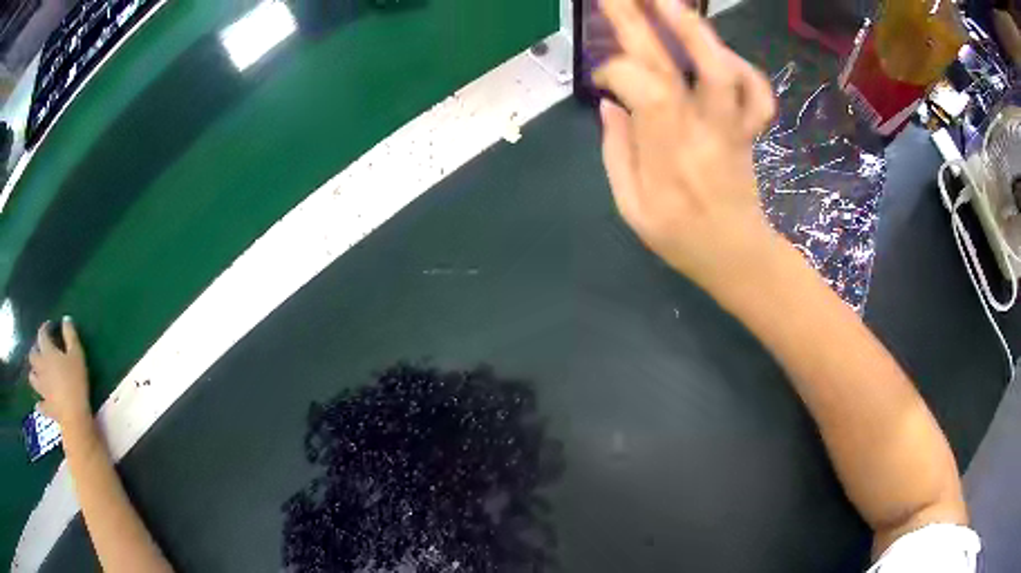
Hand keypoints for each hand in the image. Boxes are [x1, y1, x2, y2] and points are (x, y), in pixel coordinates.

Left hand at [28, 318, 91, 427]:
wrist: (74, 416)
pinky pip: (40, 405)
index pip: (42, 334)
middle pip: (32, 355)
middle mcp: (41, 367)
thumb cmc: (75, 381)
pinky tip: (41, 403)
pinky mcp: (46, 406)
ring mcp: (42, 389)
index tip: (50, 326)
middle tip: (41, 351)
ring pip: (32, 378)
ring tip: (38, 374)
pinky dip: (39, 403)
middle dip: (35, 350)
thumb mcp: (77, 354)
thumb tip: (65, 319)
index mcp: (47, 352)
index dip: (45, 328)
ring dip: (34, 374)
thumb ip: (70, 335)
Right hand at [594, 0, 779, 292]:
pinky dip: (745, 68)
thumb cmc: (681, 239)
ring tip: (669, 1)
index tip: (600, 76)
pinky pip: (757, 94)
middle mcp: (700, 133)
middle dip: (640, 21)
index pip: (640, 90)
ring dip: (696, 31)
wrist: (738, 256)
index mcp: (665, 156)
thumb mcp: (631, 208)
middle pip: (672, 66)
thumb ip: (617, 151)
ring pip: (721, 72)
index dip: (615, 70)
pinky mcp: (750, 129)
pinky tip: (721, 53)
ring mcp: (731, 128)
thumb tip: (608, 101)